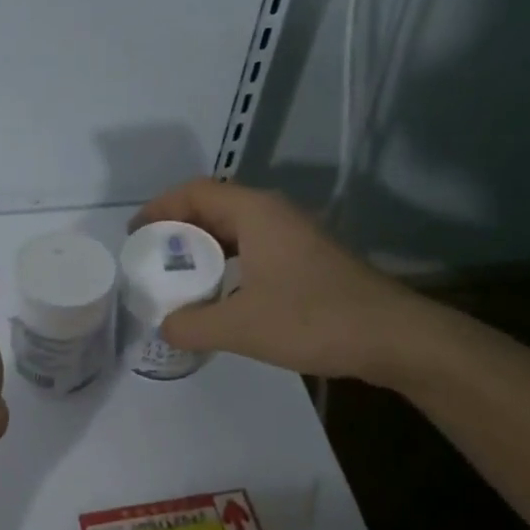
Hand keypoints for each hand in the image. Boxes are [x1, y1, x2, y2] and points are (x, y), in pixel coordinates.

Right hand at [131, 179, 422, 381]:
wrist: (394, 337)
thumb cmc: (313, 319)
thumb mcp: (240, 326)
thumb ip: (192, 325)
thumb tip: (166, 327)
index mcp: (256, 213)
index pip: (196, 192)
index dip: (160, 207)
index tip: (135, 234)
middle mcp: (275, 215)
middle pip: (214, 207)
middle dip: (178, 229)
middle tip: (151, 258)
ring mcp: (296, 237)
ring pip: (237, 231)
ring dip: (205, 249)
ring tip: (179, 278)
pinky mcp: (309, 261)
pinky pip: (255, 250)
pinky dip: (229, 264)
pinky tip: (221, 296)